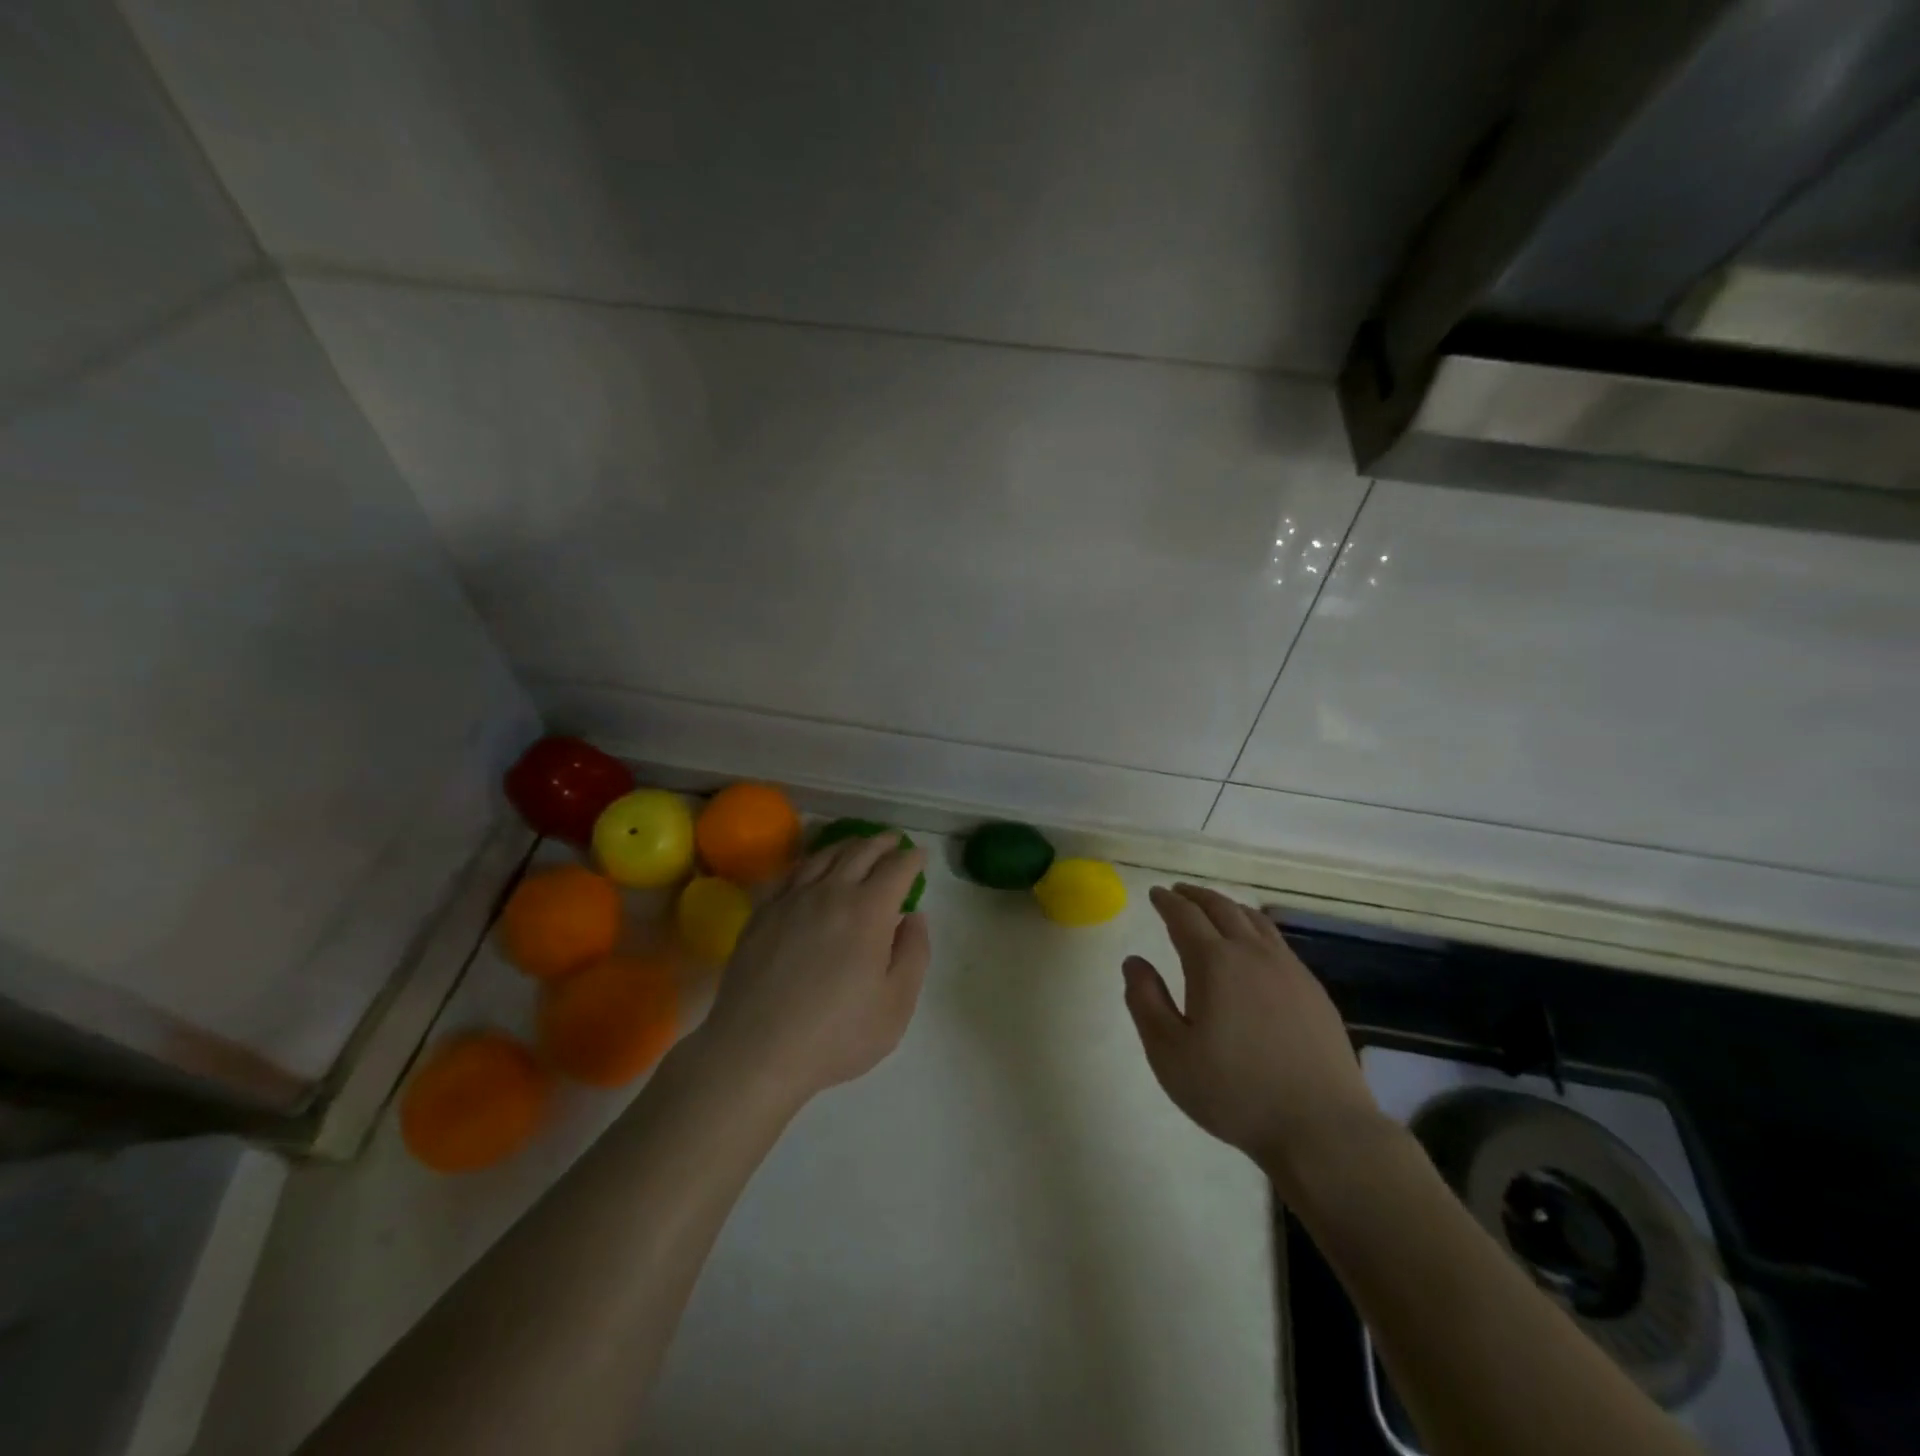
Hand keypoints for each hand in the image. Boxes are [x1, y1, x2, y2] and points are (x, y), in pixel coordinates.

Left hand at [696, 833, 930, 1112]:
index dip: (912, 858)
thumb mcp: (896, 1005)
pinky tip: (812, 868)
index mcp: (869, 910)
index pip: (897, 868)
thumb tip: (913, 916)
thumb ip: (914, 953)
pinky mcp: (763, 912)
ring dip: (848, 845)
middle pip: (861, 851)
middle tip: (893, 841)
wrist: (756, 1050)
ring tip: (858, 845)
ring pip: (824, 855)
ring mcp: (792, 899)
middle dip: (882, 842)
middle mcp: (832, 892)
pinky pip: (791, 873)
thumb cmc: (836, 1034)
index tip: (920, 857)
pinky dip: (811, 861)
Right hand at [1123, 883, 1383, 1194]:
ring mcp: (1289, 970)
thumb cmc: (1234, 1092)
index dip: (1167, 901)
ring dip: (1228, 906)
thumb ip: (1145, 1001)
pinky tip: (1254, 946)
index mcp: (1214, 963)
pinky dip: (1255, 928)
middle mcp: (1252, 954)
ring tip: (1213, 908)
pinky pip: (1277, 941)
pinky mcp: (1313, 990)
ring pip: (1254, 920)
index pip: (1184, 916)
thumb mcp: (1169, 1053)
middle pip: (1221, 908)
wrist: (1321, 1128)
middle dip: (1196, 896)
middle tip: (1179, 892)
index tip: (1155, 893)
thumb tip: (1134, 961)